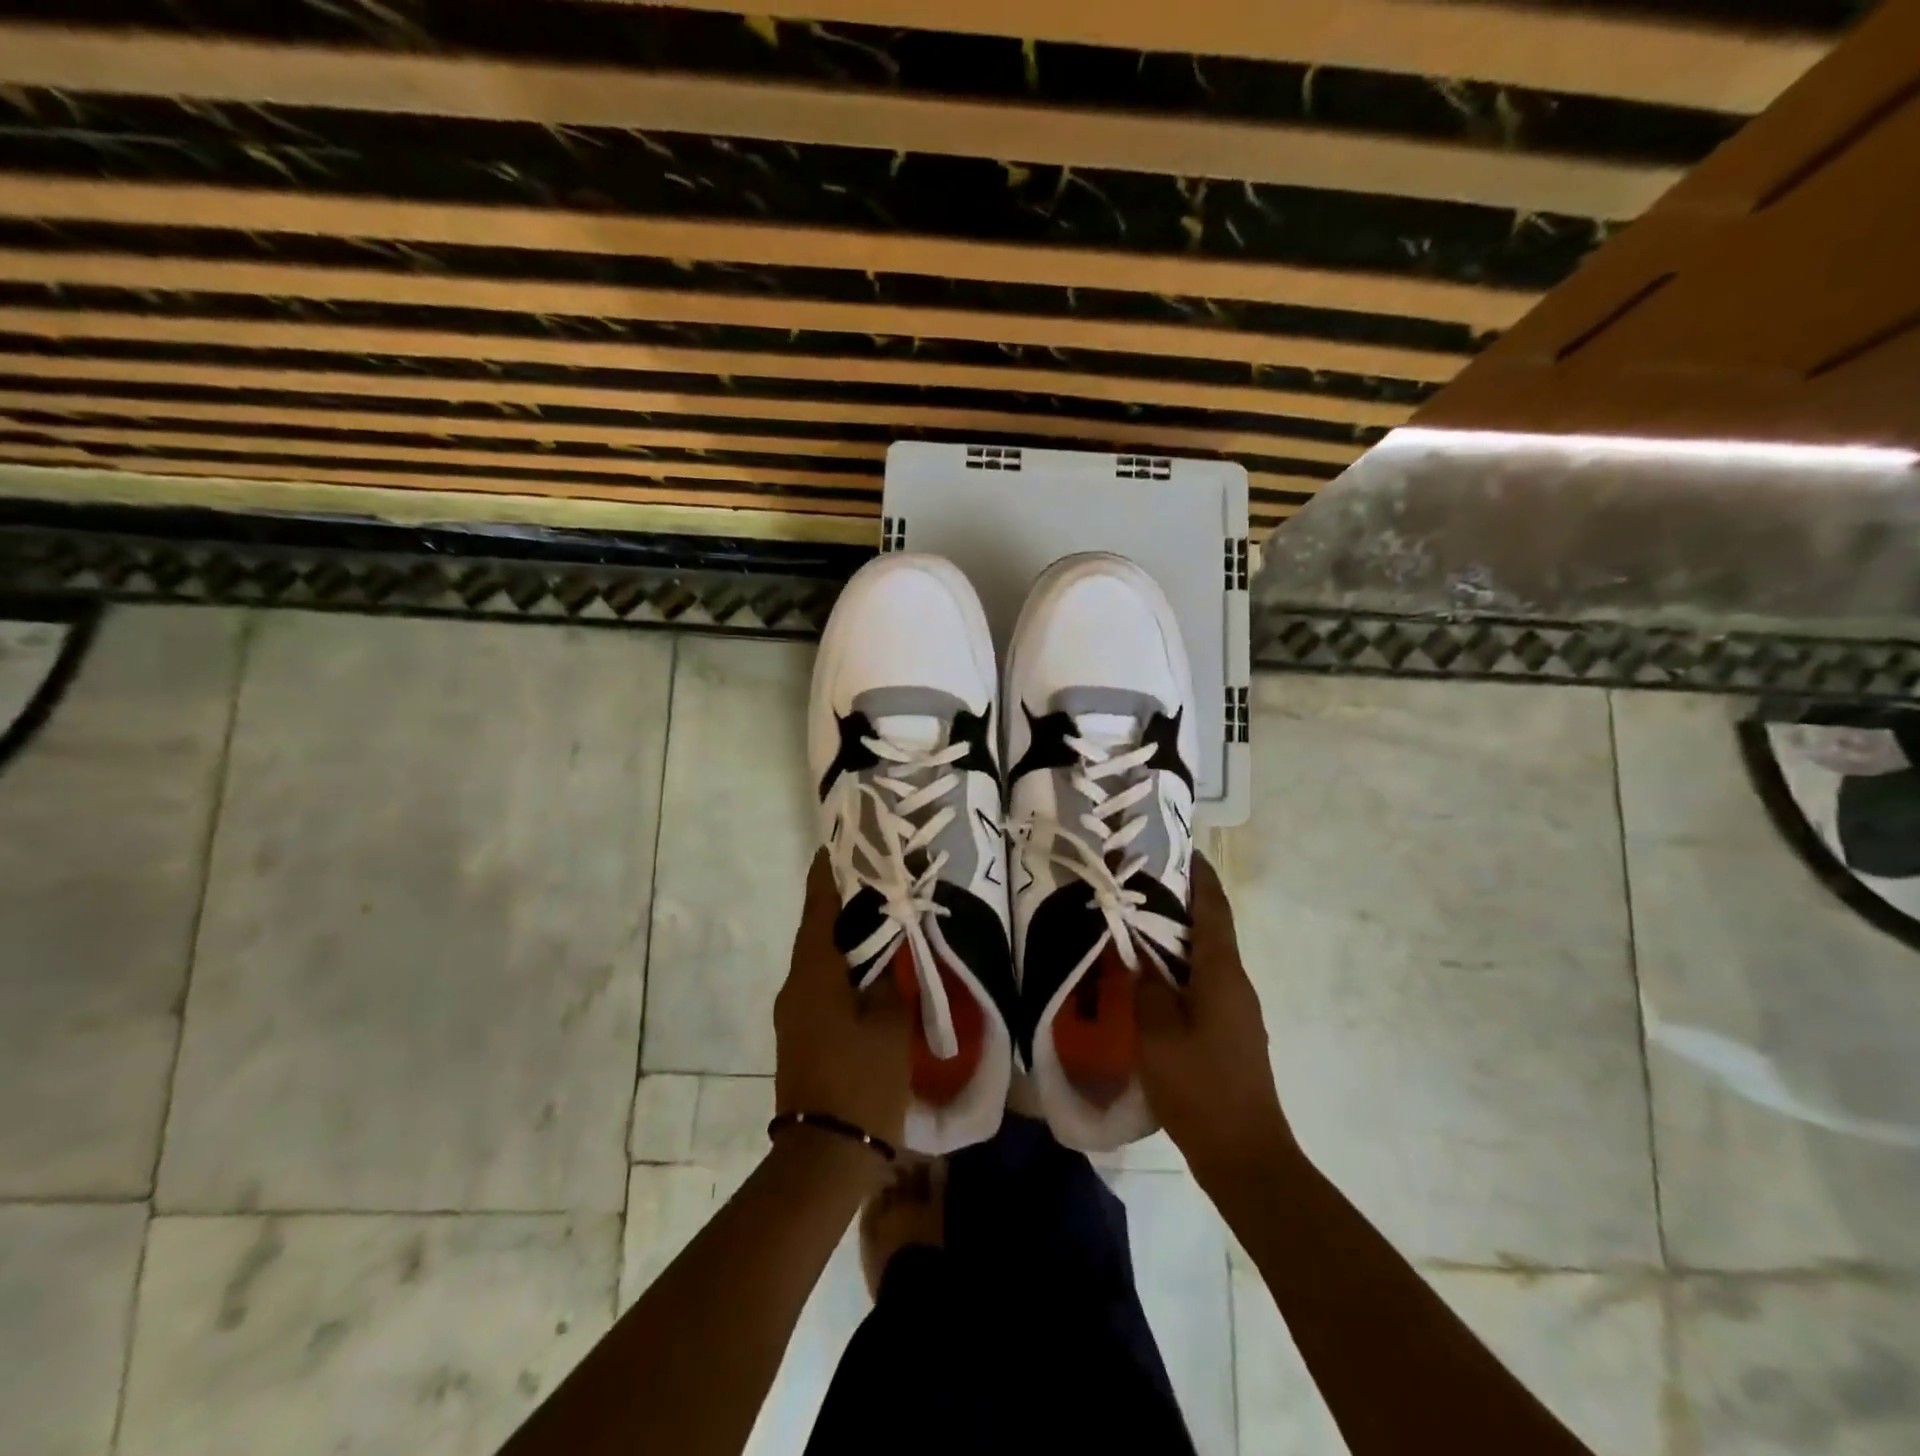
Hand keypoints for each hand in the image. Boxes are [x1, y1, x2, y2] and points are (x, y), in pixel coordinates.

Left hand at [774, 852, 912, 1150]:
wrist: (823, 1158)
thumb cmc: (860, 1081)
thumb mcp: (888, 1022)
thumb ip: (889, 976)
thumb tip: (889, 944)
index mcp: (814, 973)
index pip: (819, 906)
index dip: (829, 872)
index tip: (842, 842)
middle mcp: (796, 984)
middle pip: (818, 927)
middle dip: (843, 899)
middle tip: (877, 874)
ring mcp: (795, 1011)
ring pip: (821, 956)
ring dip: (845, 933)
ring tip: (881, 913)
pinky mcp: (802, 1033)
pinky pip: (822, 982)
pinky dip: (844, 963)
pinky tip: (872, 964)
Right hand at [1135, 853, 1294, 1187]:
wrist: (1246, 1156)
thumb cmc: (1200, 1088)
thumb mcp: (1157, 1034)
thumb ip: (1146, 987)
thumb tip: (1139, 954)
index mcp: (1222, 975)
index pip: (1213, 911)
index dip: (1200, 878)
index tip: (1184, 850)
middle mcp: (1236, 984)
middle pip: (1211, 930)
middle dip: (1183, 904)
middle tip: (1144, 885)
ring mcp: (1238, 1011)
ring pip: (1206, 959)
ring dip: (1179, 938)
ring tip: (1141, 925)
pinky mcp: (1231, 1033)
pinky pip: (1205, 985)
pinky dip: (1181, 969)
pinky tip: (1153, 979)